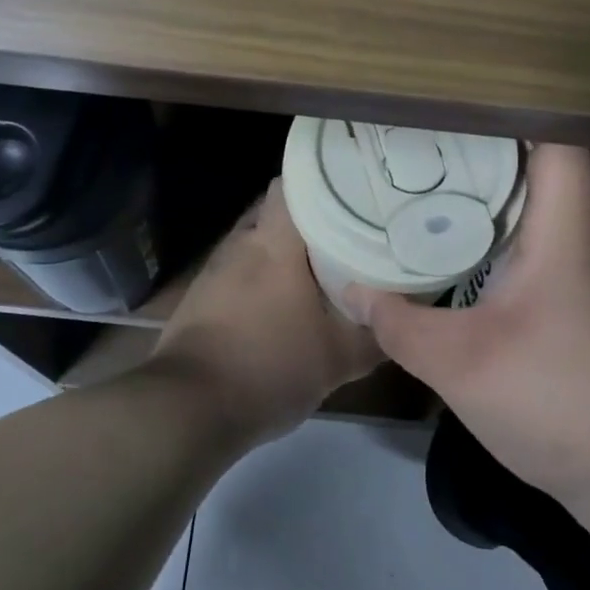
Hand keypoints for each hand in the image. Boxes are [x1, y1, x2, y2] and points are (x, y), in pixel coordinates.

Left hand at [149, 179, 381, 442]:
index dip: (325, 180)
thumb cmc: (269, 367)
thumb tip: (401, 318)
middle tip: (349, 232)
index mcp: (275, 241)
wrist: (188, 409)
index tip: (354, 189)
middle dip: (312, 219)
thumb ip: (374, 335)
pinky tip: (283, 302)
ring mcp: (217, 266)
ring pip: (260, 240)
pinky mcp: (202, 294)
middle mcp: (243, 241)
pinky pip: (241, 268)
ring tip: (322, 266)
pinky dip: (264, 276)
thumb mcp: (337, 360)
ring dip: (285, 250)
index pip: (294, 181)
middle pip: (279, 210)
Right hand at [346, 145, 589, 508]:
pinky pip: (549, 244)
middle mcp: (588, 236)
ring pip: (545, 208)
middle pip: (544, 167)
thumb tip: (352, 288)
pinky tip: (472, 256)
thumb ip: (400, 323)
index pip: (557, 139)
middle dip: (486, 151)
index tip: (457, 105)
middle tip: (425, 145)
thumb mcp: (459, 365)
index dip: (514, 110)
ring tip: (438, 189)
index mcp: (566, 228)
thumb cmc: (559, 401)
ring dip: (498, 195)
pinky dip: (510, 235)